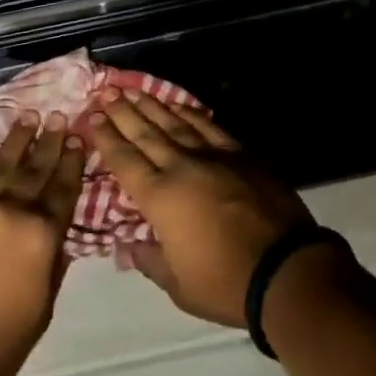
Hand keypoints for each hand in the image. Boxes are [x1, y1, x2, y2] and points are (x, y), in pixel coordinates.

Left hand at [0, 111, 85, 375]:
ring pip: (1, 165)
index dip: (72, 161)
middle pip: (35, 168)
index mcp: (41, 235)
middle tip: (58, 115)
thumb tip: (58, 236)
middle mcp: (11, 211)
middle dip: (49, 140)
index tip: (79, 137)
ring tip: (27, 117)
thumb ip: (53, 264)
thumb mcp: (43, 307)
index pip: (63, 188)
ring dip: (16, 139)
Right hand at [89, 90, 314, 326]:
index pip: (125, 161)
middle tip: (105, 91)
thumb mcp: (178, 286)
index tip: (91, 117)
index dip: (107, 138)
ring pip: (174, 123)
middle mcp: (181, 167)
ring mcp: (212, 155)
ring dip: (152, 105)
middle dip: (123, 112)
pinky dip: (190, 112)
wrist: (284, 268)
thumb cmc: (225, 284)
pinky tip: (179, 104)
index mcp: (160, 198)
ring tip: (134, 89)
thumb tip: (129, 244)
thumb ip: (150, 260)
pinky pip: (208, 125)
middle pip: (146, 133)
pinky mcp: (239, 152)